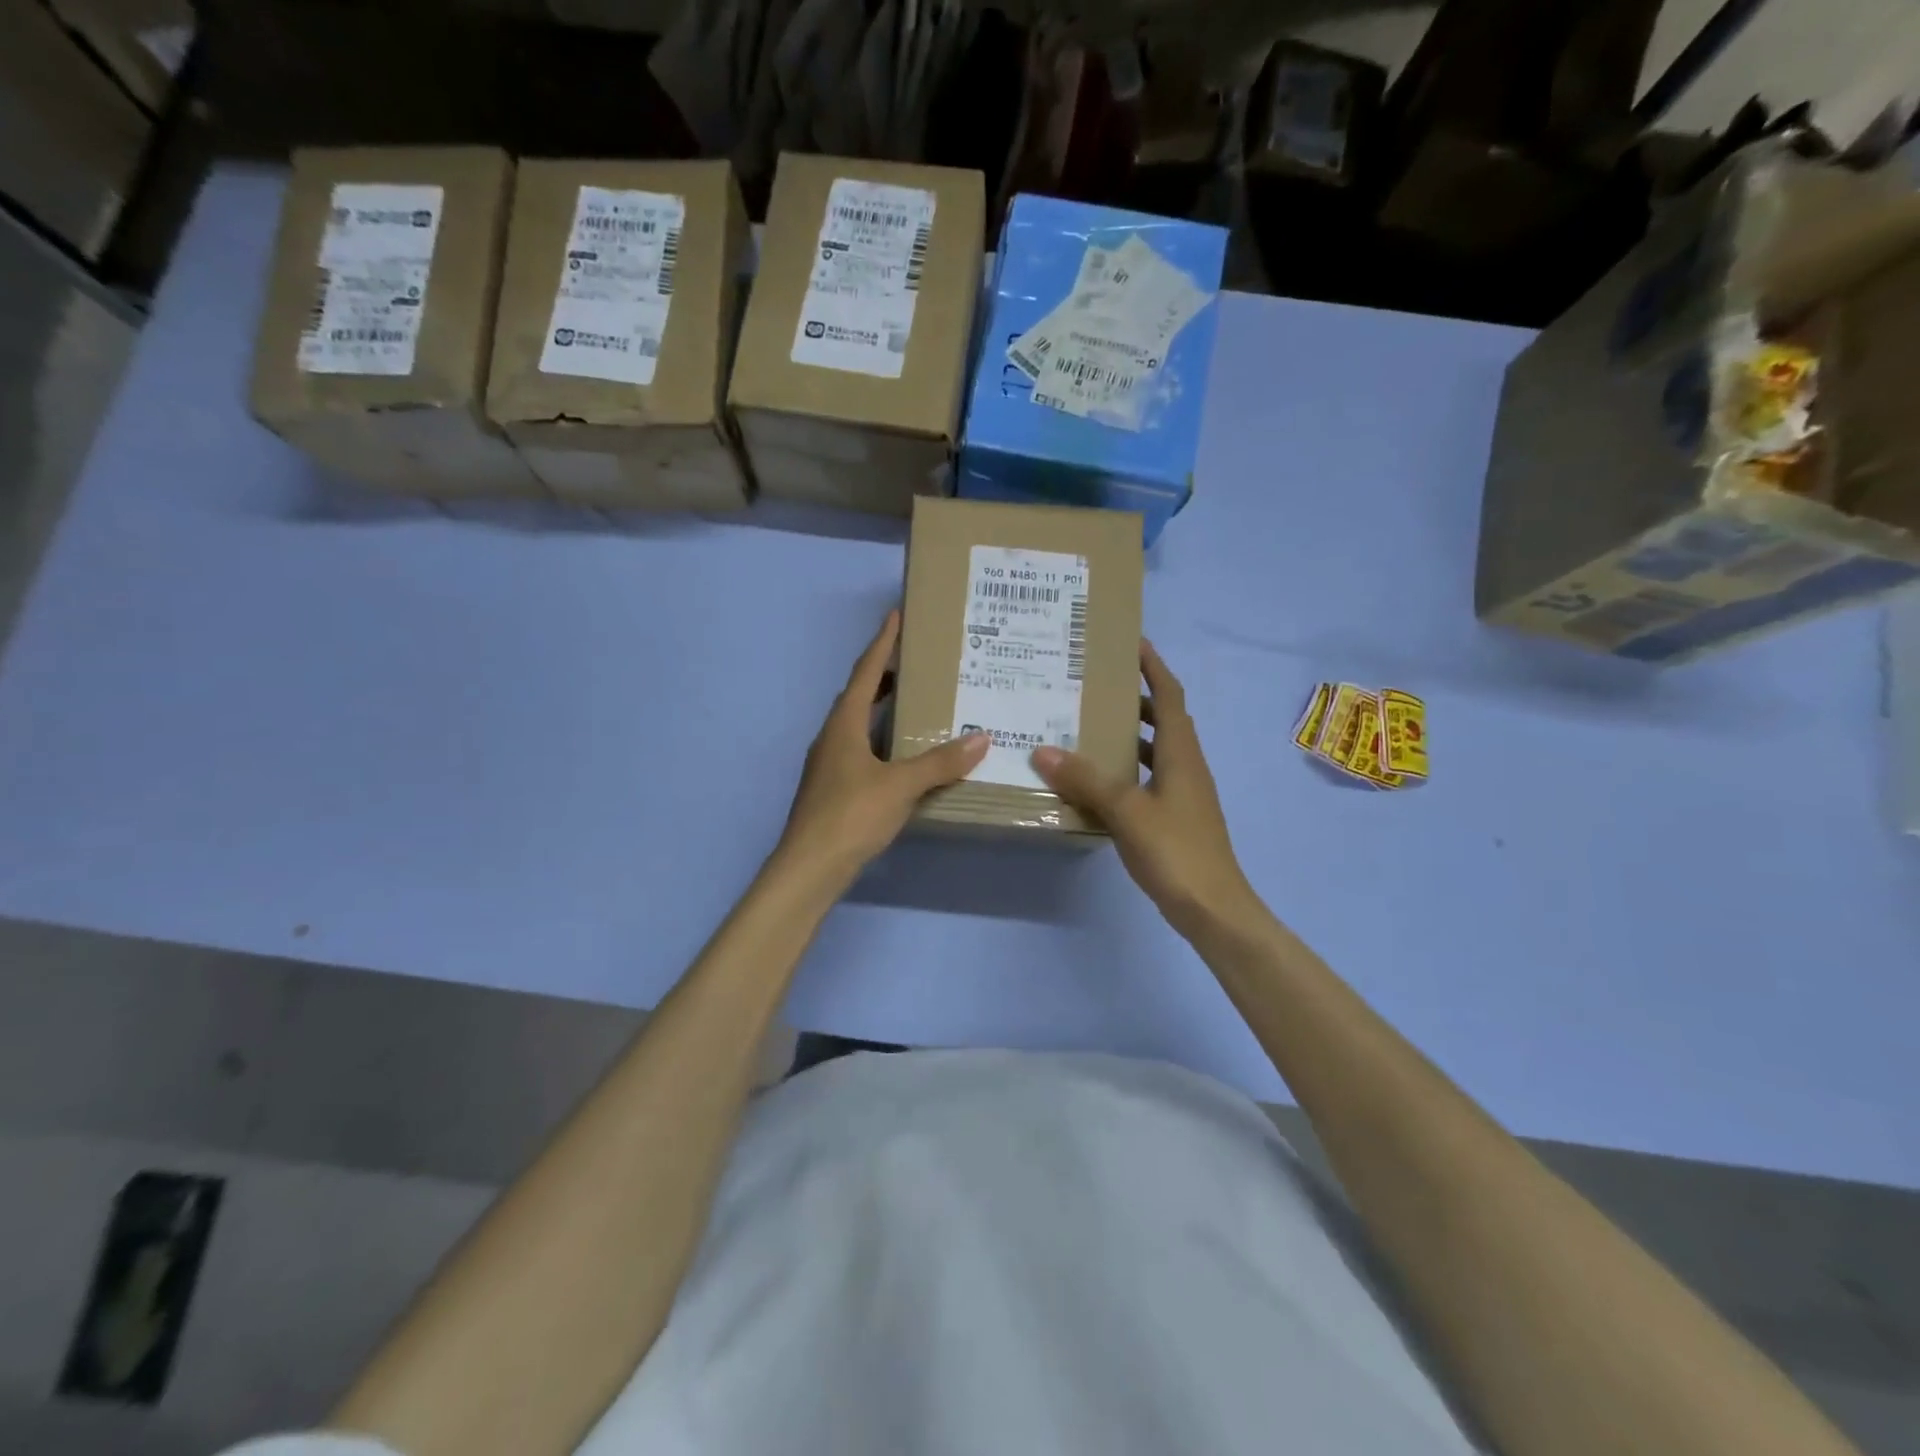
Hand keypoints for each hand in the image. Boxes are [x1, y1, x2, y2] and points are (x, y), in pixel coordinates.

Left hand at [776, 610, 986, 885]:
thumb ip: (940, 762)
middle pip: (858, 694)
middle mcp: (833, 737)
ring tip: (916, 701)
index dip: (881, 643)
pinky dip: (883, 740)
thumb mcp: (901, 786)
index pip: (864, 672)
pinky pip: (862, 750)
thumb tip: (982, 739)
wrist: (810, 867)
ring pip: (859, 724)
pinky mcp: (834, 789)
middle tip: (916, 661)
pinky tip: (904, 755)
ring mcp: (830, 765)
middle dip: (884, 674)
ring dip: (882, 708)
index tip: (896, 616)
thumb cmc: (851, 816)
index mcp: (843, 725)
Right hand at [1032, 640, 1258, 937]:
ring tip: (1089, 727)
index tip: (1132, 642)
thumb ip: (1085, 779)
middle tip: (1096, 685)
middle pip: (1164, 719)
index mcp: (1181, 753)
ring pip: (1156, 751)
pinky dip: (1127, 769)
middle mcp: (1186, 765)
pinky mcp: (1176, 817)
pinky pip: (1149, 778)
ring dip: (1130, 734)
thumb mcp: (1126, 810)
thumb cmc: (1176, 850)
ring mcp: (1183, 793)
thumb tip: (1042, 750)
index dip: (1154, 667)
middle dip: (1136, 697)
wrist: (1213, 908)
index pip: (1169, 696)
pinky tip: (1098, 782)